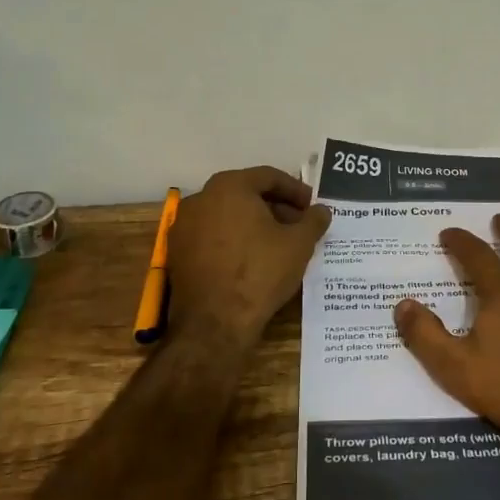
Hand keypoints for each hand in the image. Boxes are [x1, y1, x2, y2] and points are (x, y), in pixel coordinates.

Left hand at [168, 166, 332, 350]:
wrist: (215, 323)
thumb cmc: (260, 273)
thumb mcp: (299, 244)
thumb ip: (313, 220)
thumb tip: (321, 210)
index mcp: (229, 186)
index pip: (268, 177)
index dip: (295, 190)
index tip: (311, 206)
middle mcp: (201, 198)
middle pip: (246, 194)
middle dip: (275, 207)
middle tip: (299, 225)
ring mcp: (184, 226)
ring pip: (227, 215)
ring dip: (254, 224)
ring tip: (278, 244)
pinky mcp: (177, 253)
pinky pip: (212, 236)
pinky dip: (234, 240)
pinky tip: (252, 259)